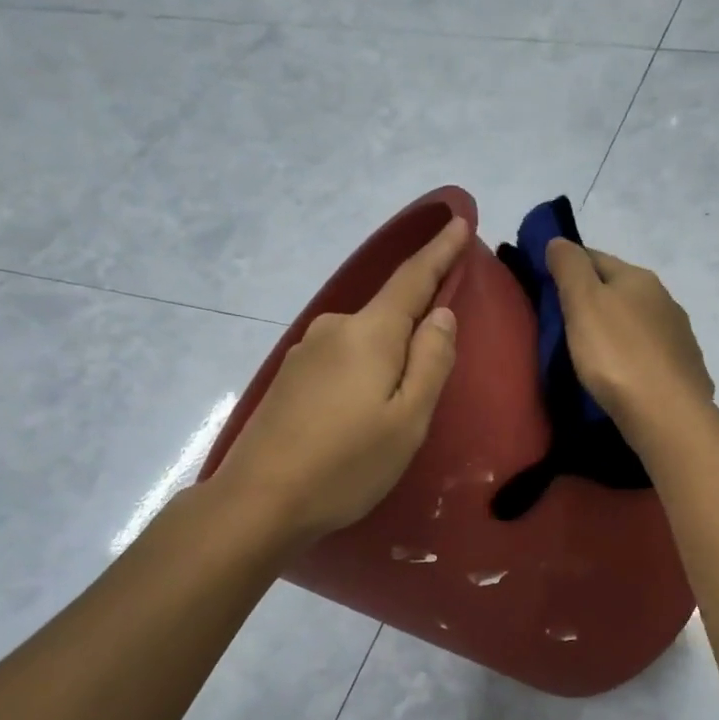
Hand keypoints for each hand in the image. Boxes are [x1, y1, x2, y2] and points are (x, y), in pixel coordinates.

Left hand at [214, 216, 468, 543]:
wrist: (259, 501)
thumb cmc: (347, 464)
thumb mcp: (408, 420)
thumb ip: (431, 361)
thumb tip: (441, 314)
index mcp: (368, 333)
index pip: (413, 278)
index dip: (440, 251)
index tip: (458, 218)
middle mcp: (334, 329)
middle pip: (388, 312)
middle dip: (416, 320)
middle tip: (437, 362)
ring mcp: (305, 353)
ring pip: (364, 341)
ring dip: (387, 355)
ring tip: (397, 402)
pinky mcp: (290, 378)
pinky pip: (342, 360)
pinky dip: (363, 371)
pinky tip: (362, 410)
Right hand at [546, 239, 713, 446]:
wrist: (667, 413)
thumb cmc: (617, 354)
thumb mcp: (583, 303)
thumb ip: (569, 268)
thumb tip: (559, 241)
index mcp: (638, 278)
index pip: (595, 257)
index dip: (569, 265)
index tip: (547, 283)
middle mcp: (664, 299)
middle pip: (620, 289)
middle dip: (594, 298)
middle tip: (564, 321)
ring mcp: (679, 335)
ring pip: (637, 321)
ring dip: (616, 328)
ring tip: (592, 351)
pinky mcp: (684, 369)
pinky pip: (650, 353)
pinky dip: (633, 355)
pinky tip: (623, 373)